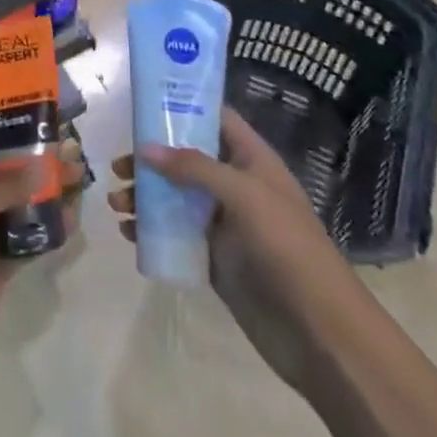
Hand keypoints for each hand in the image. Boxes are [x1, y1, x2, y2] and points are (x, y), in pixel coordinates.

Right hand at [108, 109, 335, 394]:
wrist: (319, 332)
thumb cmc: (287, 247)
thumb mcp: (244, 195)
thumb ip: (195, 168)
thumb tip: (145, 150)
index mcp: (252, 160)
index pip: (215, 120)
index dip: (182, 108)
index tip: (142, 104)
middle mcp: (236, 185)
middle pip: (186, 159)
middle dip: (152, 159)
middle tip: (118, 166)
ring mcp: (224, 223)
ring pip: (175, 197)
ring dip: (145, 195)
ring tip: (116, 205)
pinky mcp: (214, 258)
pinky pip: (175, 233)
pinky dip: (151, 229)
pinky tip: (129, 233)